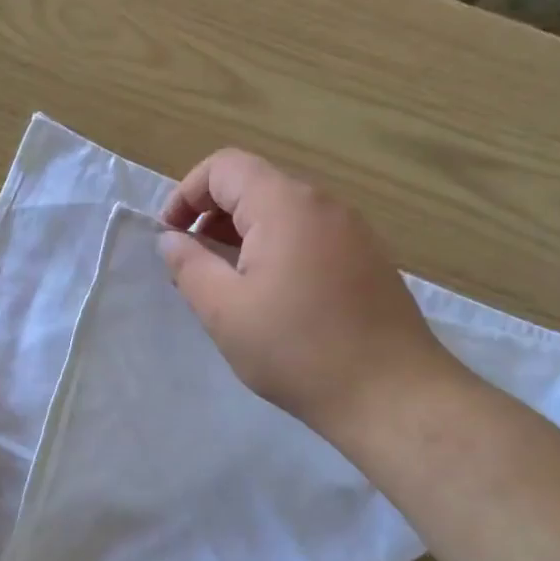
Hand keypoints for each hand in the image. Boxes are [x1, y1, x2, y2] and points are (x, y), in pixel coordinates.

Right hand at [159, 149, 464, 442]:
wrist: (390, 393)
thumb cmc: (296, 349)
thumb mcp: (225, 311)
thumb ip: (190, 267)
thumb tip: (171, 240)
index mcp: (285, 205)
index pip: (225, 167)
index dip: (186, 193)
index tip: (169, 236)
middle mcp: (323, 204)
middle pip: (255, 185)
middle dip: (212, 216)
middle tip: (192, 266)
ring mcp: (352, 230)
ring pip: (283, 212)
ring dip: (243, 235)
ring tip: (226, 285)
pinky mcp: (367, 258)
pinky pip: (309, 236)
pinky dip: (276, 250)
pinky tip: (271, 298)